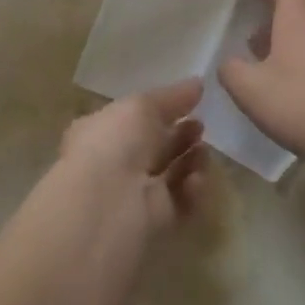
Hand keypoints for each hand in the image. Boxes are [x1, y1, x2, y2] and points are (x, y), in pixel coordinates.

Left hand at [55, 79, 207, 232]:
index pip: (132, 120)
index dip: (161, 111)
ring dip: (191, 162)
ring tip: (204, 151)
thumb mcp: (141, 105)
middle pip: (155, 148)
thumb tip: (198, 84)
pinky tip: (196, 179)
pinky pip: (181, 202)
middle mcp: (115, 163)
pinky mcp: (156, 221)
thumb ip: (171, 96)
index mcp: (100, 132)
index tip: (190, 103)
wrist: (110, 201)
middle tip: (201, 126)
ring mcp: (135, 194)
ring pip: (171, 175)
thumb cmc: (116, 142)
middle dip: (180, 136)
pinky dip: (192, 190)